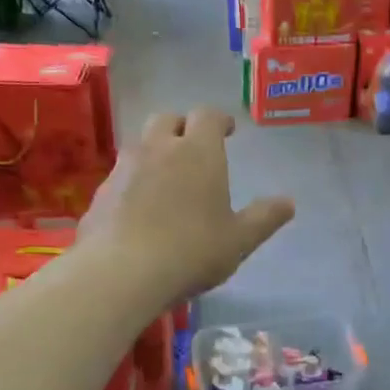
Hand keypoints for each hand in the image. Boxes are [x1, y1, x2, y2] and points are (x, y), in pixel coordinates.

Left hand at [81, 110, 293, 298]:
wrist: (121, 273)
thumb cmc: (192, 251)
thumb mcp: (239, 240)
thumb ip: (264, 218)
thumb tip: (289, 202)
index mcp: (198, 152)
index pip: (208, 116)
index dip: (219, 119)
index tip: (227, 130)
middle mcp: (158, 148)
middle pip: (167, 119)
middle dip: (182, 127)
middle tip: (194, 147)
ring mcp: (124, 168)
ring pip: (141, 145)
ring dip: (155, 152)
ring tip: (167, 179)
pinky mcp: (100, 193)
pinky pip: (121, 176)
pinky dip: (134, 182)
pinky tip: (140, 209)